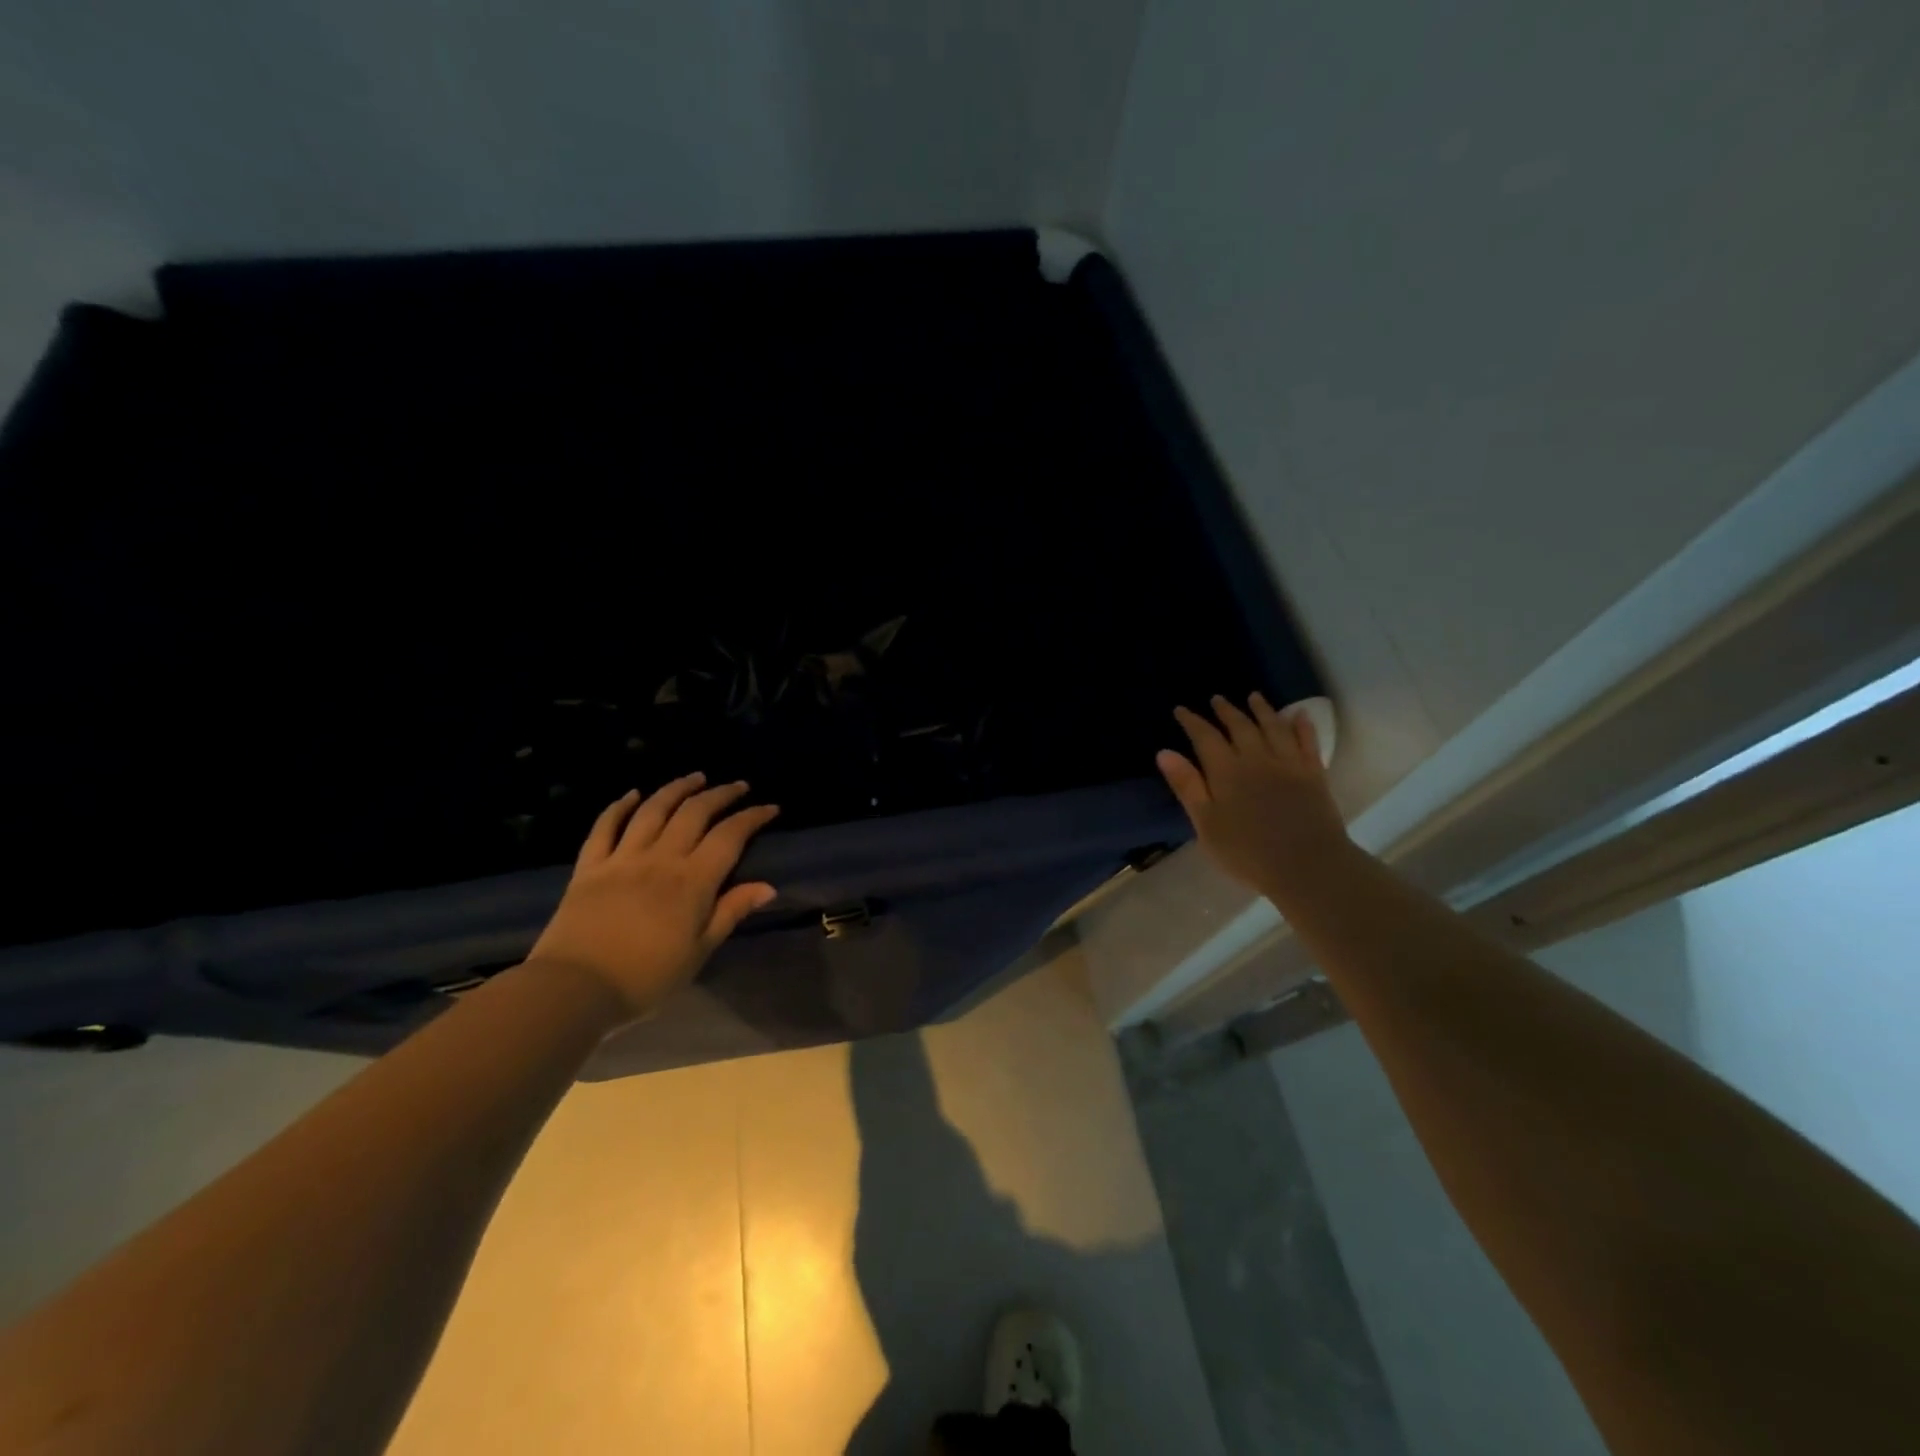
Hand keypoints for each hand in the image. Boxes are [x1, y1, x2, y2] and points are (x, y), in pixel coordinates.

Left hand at [527, 774, 780, 1019]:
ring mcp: (622, 858)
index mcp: (693, 881)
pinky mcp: (589, 867)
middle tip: (737, 786)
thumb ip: (731, 912)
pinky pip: (605, 827)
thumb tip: (768, 886)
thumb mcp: (699, 951)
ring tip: (694, 777)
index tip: (770, 808)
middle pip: (694, 813)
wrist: (574, 989)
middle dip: (720, 794)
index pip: (730, 836)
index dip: (752, 817)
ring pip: (653, 810)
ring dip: (676, 789)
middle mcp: (661, 858)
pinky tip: (632, 795)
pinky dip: (619, 806)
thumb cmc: (646, 977)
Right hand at [1157, 694, 1351, 900]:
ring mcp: (1288, 764)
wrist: (1307, 866)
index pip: (1205, 737)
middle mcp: (1256, 758)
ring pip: (1273, 727)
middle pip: (1240, 726)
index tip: (1181, 710)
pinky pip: (1307, 742)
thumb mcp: (1206, 824)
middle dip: (1226, 711)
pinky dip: (1302, 726)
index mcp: (1226, 771)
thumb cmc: (1247, 852)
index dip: (1192, 721)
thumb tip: (1164, 752)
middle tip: (1217, 699)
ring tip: (1254, 697)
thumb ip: (1187, 786)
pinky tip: (1298, 715)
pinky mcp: (1313, 774)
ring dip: (1262, 710)